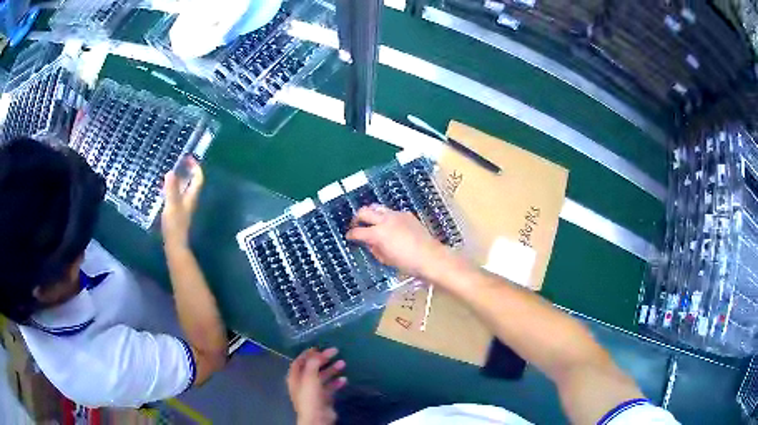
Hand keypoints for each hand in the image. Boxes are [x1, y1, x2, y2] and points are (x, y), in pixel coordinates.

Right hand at [162, 157, 202, 247]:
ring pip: (184, 188)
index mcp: (191, 197)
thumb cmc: (174, 225)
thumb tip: (171, 172)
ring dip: (179, 179)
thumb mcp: (171, 205)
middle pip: (192, 182)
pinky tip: (164, 188)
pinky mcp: (178, 212)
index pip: (198, 178)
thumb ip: (171, 189)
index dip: (195, 167)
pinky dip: (173, 188)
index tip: (188, 158)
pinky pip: (177, 195)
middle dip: (187, 170)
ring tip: (170, 171)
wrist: (175, 245)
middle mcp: (190, 200)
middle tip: (178, 162)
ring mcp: (184, 207)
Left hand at [287, 348, 346, 424]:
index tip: (320, 347)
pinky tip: (344, 379)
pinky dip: (337, 382)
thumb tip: (317, 352)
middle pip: (312, 368)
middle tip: (335, 352)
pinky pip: (330, 387)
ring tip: (343, 363)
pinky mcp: (323, 399)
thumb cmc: (310, 396)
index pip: (299, 361)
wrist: (317, 417)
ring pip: (322, 377)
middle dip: (323, 360)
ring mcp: (313, 392)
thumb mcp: (310, 376)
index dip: (308, 353)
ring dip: (332, 370)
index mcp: (295, 377)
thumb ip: (313, 363)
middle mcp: (303, 383)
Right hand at [346, 205, 451, 279]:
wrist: (430, 257)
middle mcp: (385, 220)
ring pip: (377, 207)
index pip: (358, 231)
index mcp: (378, 233)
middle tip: (356, 225)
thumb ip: (374, 249)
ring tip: (372, 223)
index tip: (348, 237)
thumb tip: (369, 243)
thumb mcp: (385, 259)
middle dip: (357, 218)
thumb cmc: (407, 263)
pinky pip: (392, 212)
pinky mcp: (407, 214)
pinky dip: (387, 217)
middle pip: (364, 211)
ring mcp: (397, 215)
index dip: (350, 234)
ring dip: (372, 214)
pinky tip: (391, 227)